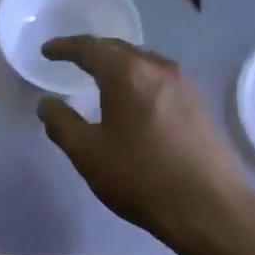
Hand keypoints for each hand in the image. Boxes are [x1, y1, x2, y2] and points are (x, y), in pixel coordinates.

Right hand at [37, 37, 254, 249]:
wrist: (208, 207)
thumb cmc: (139, 176)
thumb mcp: (87, 153)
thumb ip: (62, 123)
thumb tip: (46, 103)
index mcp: (127, 74)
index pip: (90, 48)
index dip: (65, 47)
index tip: (47, 51)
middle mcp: (158, 69)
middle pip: (120, 49)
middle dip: (93, 51)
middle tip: (71, 59)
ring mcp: (185, 86)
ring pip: (143, 63)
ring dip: (119, 65)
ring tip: (101, 77)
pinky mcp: (200, 106)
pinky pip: (160, 81)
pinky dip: (138, 81)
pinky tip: (134, 100)